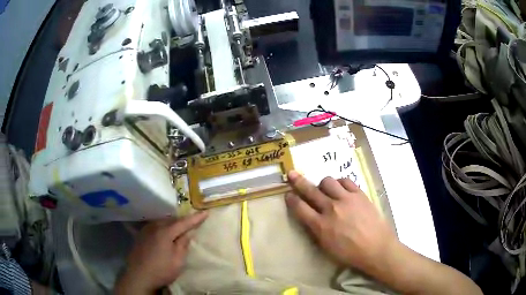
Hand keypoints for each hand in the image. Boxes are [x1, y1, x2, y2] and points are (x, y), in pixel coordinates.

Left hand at [115, 212, 207, 293]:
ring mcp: (146, 230)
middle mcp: (154, 226)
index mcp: (165, 232)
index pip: (184, 222)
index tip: (206, 212)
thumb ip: (183, 244)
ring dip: (172, 223)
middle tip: (193, 221)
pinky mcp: (141, 235)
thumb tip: (189, 232)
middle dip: (183, 220)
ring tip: (180, 226)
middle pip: (172, 220)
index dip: (196, 218)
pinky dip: (163, 226)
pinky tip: (165, 231)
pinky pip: (155, 226)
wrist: (139, 276)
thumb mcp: (178, 260)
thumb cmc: (162, 270)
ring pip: (162, 222)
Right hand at [285, 171, 396, 273]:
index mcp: (321, 225)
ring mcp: (346, 199)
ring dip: (323, 185)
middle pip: (310, 190)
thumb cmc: (350, 253)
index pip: (300, 208)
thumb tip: (310, 218)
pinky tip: (341, 188)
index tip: (288, 194)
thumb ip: (316, 230)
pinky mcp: (359, 194)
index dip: (292, 200)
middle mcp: (331, 209)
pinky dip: (340, 183)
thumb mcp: (326, 247)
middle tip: (292, 174)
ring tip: (325, 189)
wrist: (376, 248)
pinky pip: (345, 181)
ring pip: (328, 181)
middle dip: (298, 181)